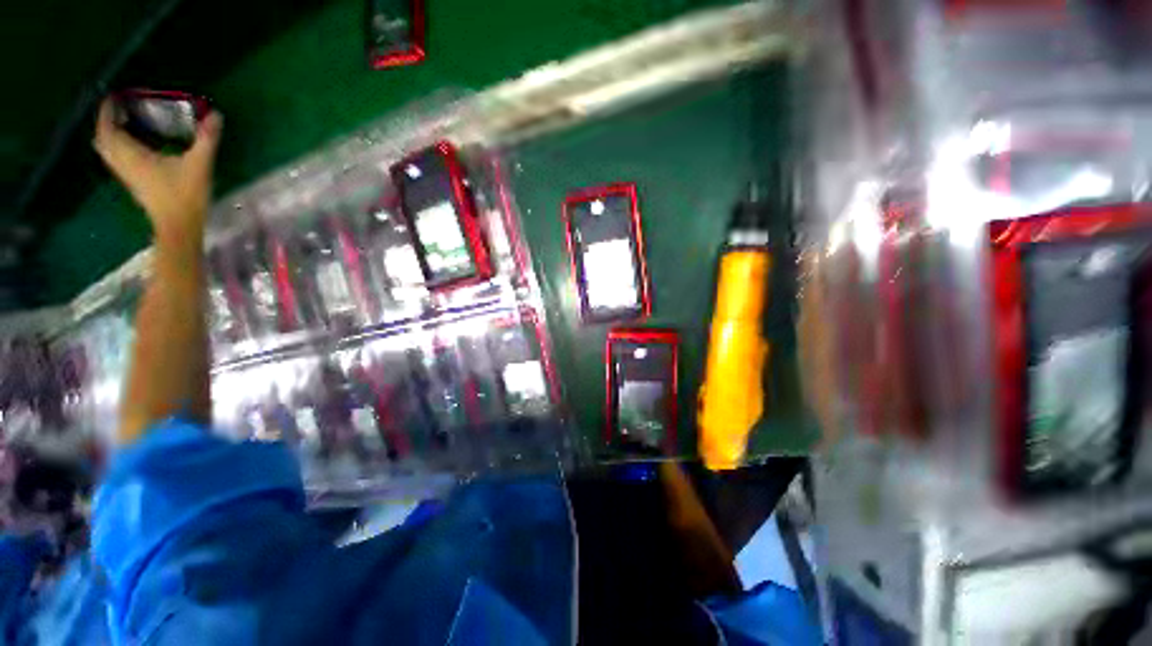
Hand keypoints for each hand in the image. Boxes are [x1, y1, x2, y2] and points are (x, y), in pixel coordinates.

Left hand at [92, 98, 222, 238]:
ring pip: (106, 148)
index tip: (116, 95)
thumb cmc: (185, 195)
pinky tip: (129, 142)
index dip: (108, 109)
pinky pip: (115, 157)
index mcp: (132, 154)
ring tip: (122, 121)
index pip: (109, 127)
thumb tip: (217, 115)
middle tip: (119, 106)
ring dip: (109, 133)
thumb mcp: (199, 164)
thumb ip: (207, 139)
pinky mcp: (132, 181)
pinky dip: (116, 145)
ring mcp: (125, 173)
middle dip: (107, 119)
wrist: (178, 226)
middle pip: (103, 137)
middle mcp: (123, 162)